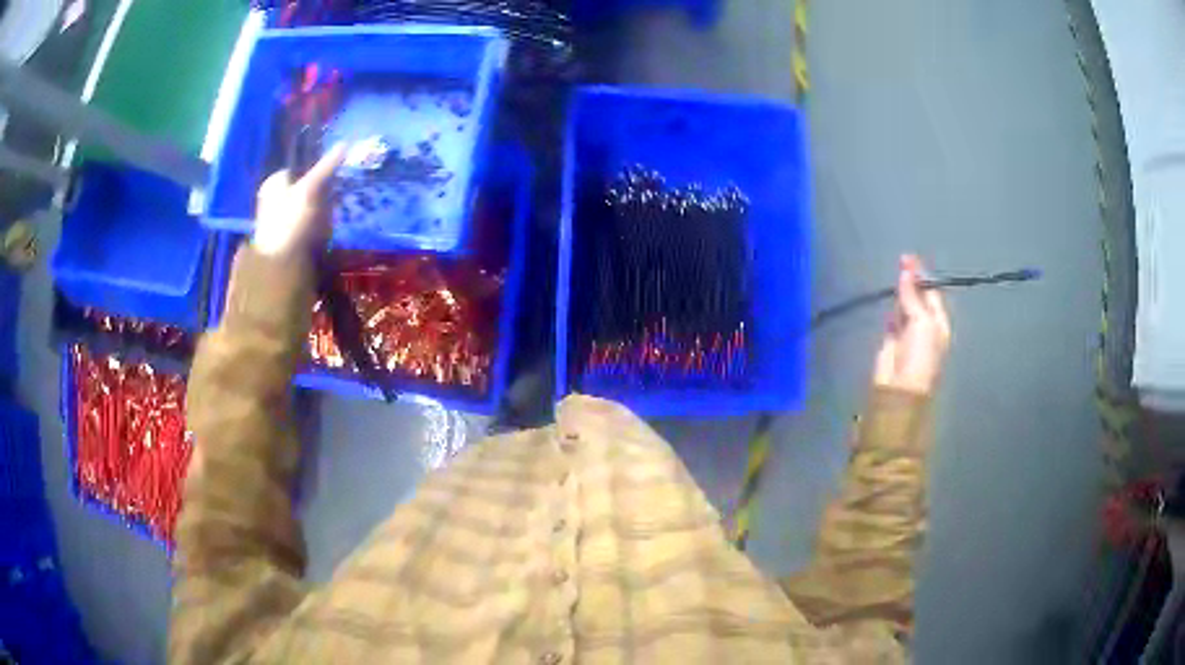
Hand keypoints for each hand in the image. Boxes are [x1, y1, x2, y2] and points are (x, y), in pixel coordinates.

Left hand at [252, 144, 345, 256]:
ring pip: (306, 206)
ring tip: (326, 219)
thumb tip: (344, 143)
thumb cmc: (289, 219)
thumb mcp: (309, 188)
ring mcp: (279, 219)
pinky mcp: (286, 238)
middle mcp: (273, 198)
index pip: (298, 169)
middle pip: (303, 187)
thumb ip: (326, 166)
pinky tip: (321, 233)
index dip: (316, 172)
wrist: (279, 263)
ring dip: (319, 211)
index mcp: (274, 183)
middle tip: (330, 200)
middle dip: (319, 193)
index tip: (330, 180)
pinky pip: (305, 224)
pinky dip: (315, 226)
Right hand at [873, 255, 951, 394]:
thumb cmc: (920, 355)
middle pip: (918, 298)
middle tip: (900, 261)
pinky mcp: (892, 341)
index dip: (921, 276)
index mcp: (939, 322)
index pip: (932, 293)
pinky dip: (891, 308)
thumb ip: (912, 296)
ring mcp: (908, 334)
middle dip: (911, 281)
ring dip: (901, 292)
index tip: (908, 258)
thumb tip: (906, 270)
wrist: (900, 388)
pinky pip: (892, 319)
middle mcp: (926, 326)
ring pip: (905, 306)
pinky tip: (889, 296)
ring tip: (894, 273)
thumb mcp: (921, 322)